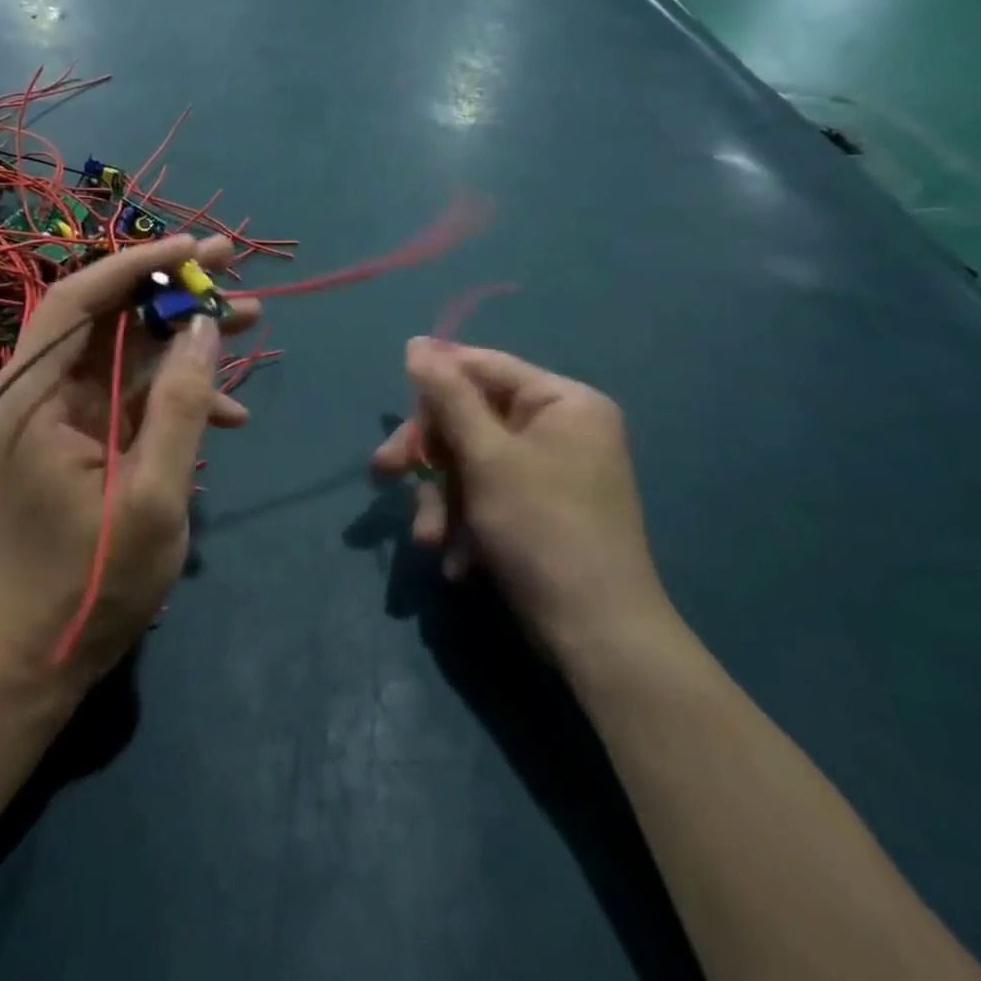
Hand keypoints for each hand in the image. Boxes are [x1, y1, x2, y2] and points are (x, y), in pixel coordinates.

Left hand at [0, 235, 258, 687]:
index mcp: (31, 399)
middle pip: (105, 317)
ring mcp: (60, 416)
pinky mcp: (84, 437)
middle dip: (170, 288)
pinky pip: (133, 394)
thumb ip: (182, 408)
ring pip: (126, 350)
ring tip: (252, 318)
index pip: (76, 301)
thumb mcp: (153, 497)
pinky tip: (231, 410)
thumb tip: (206, 327)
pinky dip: (178, 392)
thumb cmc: (91, 582)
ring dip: (185, 334)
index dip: (136, 265)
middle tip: (233, 265)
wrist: (41, 655)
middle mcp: (37, 394)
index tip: (195, 248)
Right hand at [373, 339, 669, 661]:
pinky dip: (467, 524)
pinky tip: (459, 561)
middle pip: (472, 419)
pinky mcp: (538, 512)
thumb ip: (449, 396)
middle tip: (384, 472)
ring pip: (472, 465)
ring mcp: (550, 473)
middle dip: (430, 456)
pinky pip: (489, 497)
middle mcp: (559, 429)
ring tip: (430, 540)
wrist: (597, 636)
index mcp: (562, 402)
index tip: (394, 402)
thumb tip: (417, 343)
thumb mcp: (487, 456)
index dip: (435, 381)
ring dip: (443, 501)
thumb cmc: (542, 528)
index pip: (485, 367)